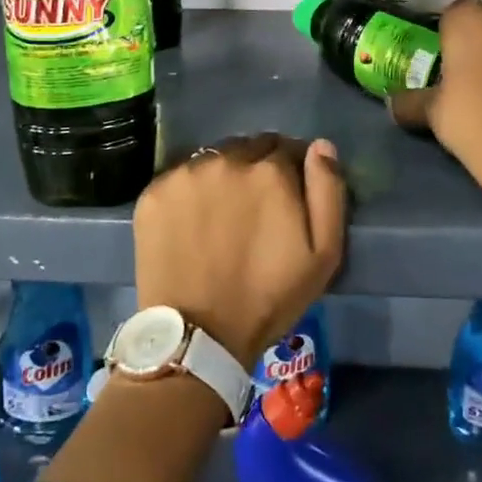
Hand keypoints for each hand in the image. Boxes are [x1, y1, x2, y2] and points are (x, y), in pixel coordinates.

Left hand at [132, 133, 345, 368]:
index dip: (290, 169)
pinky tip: (192, 221)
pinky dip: (190, 191)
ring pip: (213, 159)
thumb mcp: (323, 254)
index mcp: (269, 170)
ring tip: (222, 213)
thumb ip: (328, 191)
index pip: (286, 147)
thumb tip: (321, 146)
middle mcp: (226, 159)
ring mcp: (185, 173)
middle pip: (248, 148)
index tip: (287, 194)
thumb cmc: (268, 297)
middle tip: (255, 206)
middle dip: (257, 167)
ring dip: (223, 175)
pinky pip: (180, 177)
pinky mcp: (154, 191)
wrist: (198, 335)